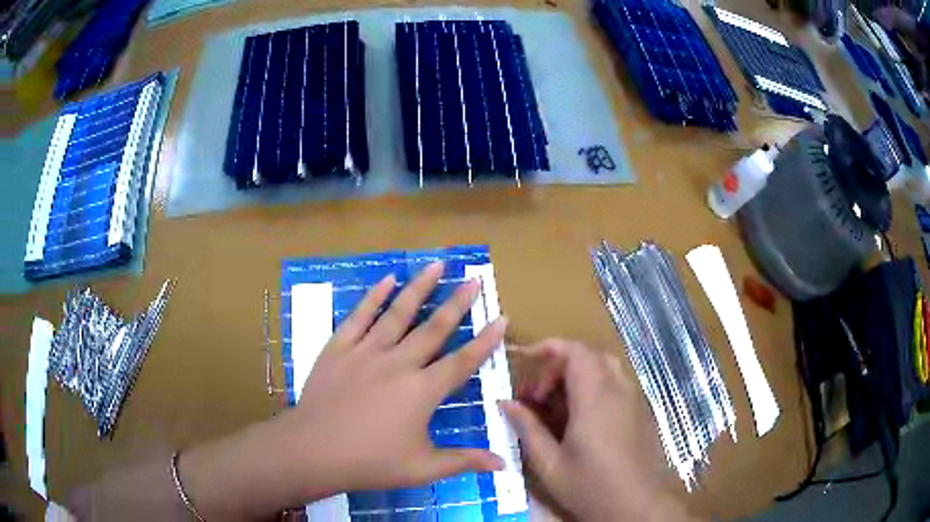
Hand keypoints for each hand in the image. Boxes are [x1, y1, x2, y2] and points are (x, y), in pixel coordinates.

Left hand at [287, 261, 507, 493]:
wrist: (315, 450)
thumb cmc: (371, 462)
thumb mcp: (422, 468)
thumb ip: (464, 461)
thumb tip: (504, 464)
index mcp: (422, 391)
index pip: (462, 361)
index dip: (485, 341)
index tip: (501, 318)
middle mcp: (399, 363)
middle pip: (434, 328)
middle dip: (457, 303)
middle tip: (474, 279)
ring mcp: (366, 352)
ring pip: (398, 313)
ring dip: (419, 288)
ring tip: (436, 265)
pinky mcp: (339, 348)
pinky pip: (359, 316)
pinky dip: (373, 297)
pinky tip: (386, 279)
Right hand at [502, 339, 688, 521]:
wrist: (638, 505)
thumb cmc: (591, 486)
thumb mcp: (549, 463)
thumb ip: (527, 428)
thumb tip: (505, 403)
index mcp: (595, 396)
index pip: (575, 351)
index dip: (548, 348)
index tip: (525, 361)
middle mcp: (619, 389)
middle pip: (588, 357)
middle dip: (558, 368)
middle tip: (537, 397)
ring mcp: (634, 399)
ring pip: (604, 369)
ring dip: (576, 378)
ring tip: (556, 409)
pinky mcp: (641, 411)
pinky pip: (616, 385)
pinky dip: (594, 389)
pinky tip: (581, 422)